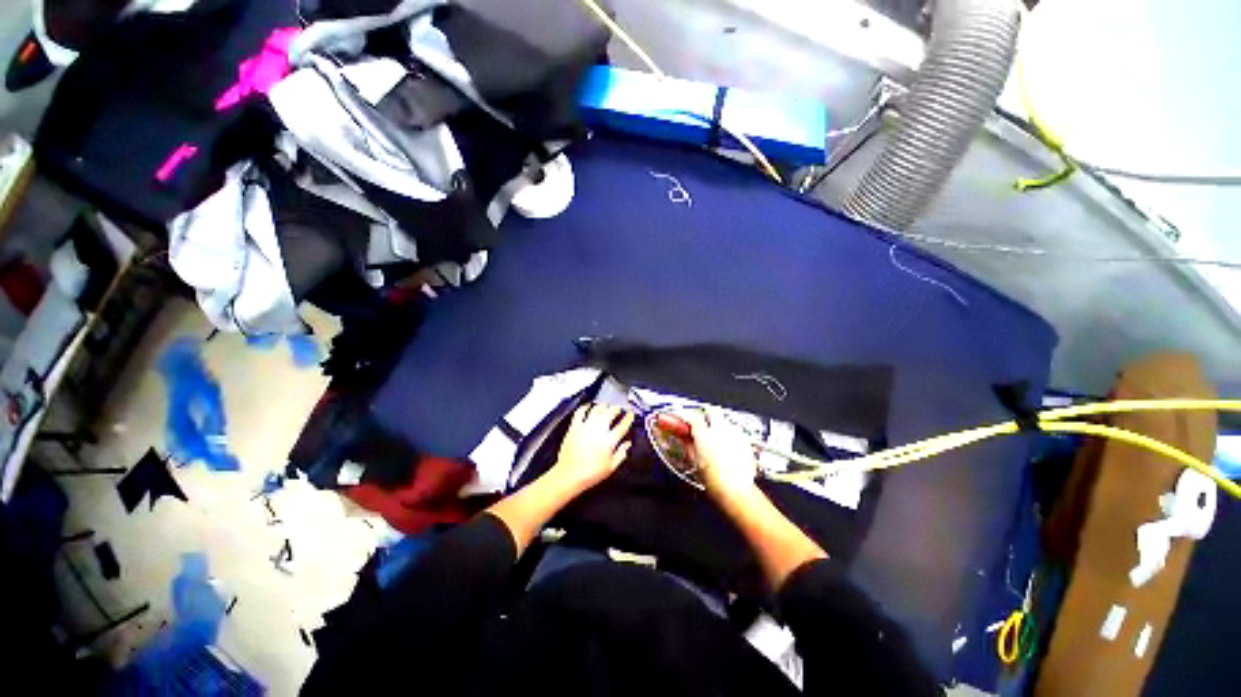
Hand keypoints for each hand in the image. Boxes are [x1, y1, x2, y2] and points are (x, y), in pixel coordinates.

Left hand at [552, 404, 633, 492]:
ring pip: (597, 410)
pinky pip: (580, 412)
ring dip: (603, 406)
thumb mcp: (611, 467)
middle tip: (618, 410)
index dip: (628, 418)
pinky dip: (585, 407)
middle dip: (616, 409)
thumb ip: (621, 454)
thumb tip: (627, 444)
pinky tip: (588, 406)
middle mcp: (598, 431)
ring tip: (606, 407)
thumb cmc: (590, 474)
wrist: (569, 476)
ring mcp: (585, 427)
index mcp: (609, 441)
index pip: (622, 425)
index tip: (630, 415)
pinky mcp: (574, 427)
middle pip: (610, 413)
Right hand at [679, 409, 758, 501]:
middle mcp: (721, 429)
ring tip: (714, 438)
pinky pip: (735, 431)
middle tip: (700, 425)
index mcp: (705, 434)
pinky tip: (726, 446)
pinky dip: (729, 435)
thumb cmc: (715, 480)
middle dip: (705, 416)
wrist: (737, 491)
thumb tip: (684, 438)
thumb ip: (688, 445)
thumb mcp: (694, 461)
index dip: (684, 415)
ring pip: (725, 421)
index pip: (691, 417)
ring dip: (718, 425)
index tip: (680, 418)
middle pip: (712, 411)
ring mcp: (735, 434)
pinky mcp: (746, 441)